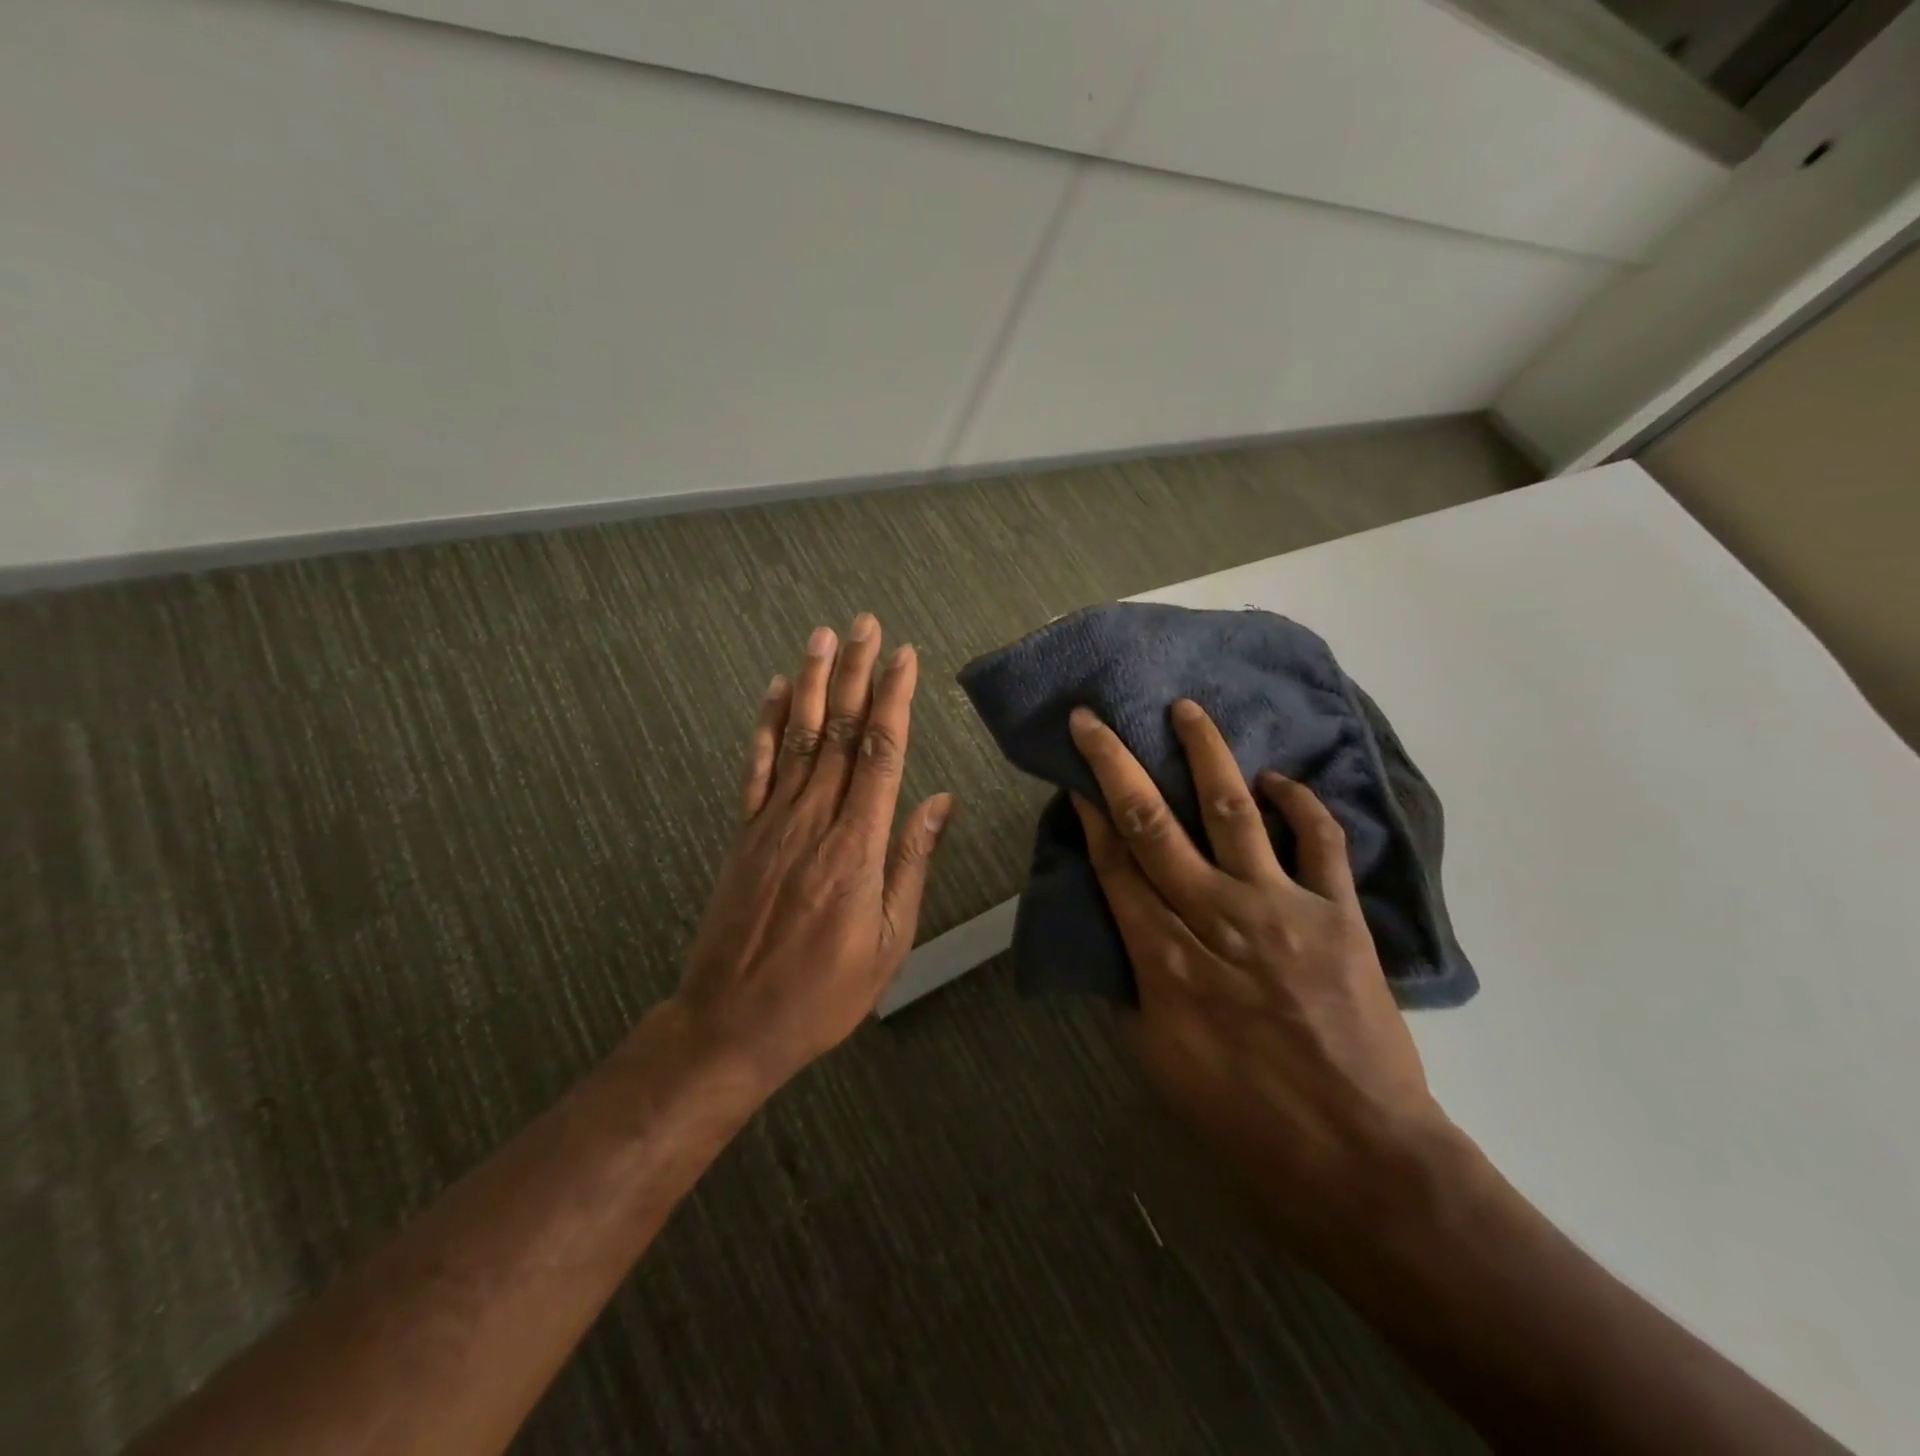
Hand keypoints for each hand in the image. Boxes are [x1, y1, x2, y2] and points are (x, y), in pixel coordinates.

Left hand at [671, 615, 954, 1094]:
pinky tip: (778, 693)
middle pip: (842, 732)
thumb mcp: (890, 941)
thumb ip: (911, 862)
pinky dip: (768, 727)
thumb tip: (940, 801)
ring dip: (814, 683)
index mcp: (857, 846)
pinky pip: (757, 769)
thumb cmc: (824, 992)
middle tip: (866, 625)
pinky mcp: (744, 834)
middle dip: (857, 674)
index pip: (882, 754)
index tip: (906, 657)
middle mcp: (815, 820)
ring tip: (824, 637)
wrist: (731, 1023)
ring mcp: (773, 823)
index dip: (895, 700)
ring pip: (800, 738)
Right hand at [1068, 699, 1455, 1239]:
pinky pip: (1320, 842)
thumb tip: (1117, 940)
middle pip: (1153, 824)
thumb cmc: (1245, 1120)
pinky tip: (1278, 779)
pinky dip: (1301, 804)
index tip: (1074, 777)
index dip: (1090, 817)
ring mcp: (1282, 908)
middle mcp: (1216, 916)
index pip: (1115, 866)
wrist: (1360, 1159)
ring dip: (1206, 755)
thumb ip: (1131, 991)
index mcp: (1166, 958)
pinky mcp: (1339, 915)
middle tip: (1094, 720)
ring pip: (1233, 811)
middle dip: (1117, 765)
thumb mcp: (1158, 1063)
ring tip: (1186, 710)